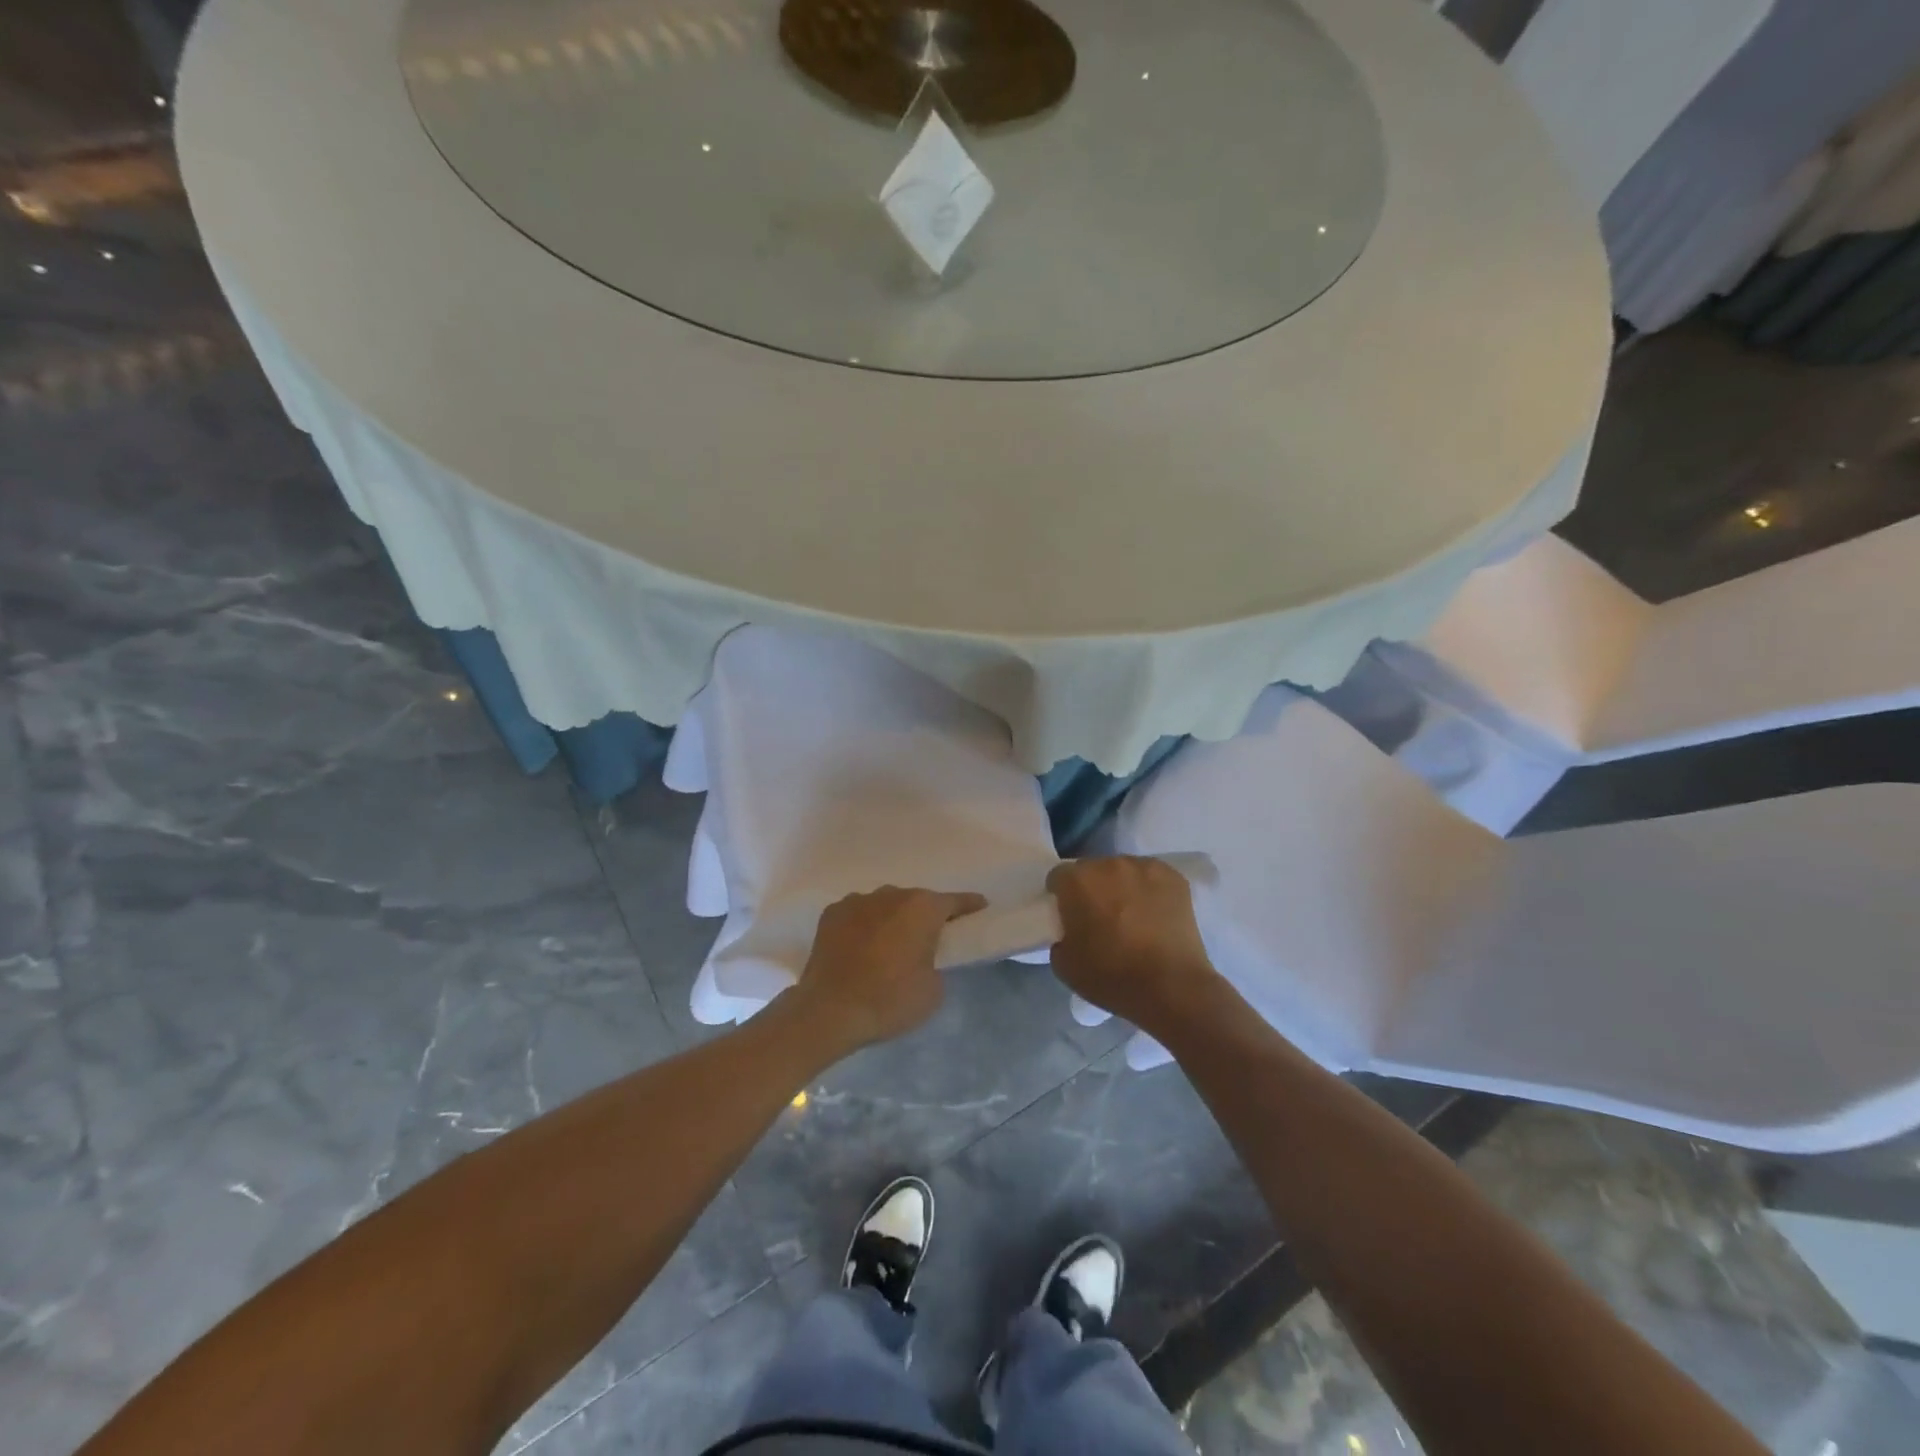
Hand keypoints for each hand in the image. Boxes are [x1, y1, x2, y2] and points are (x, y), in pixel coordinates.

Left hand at [792, 886, 986, 1050]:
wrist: (829, 1011)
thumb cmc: (889, 1000)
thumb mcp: (933, 990)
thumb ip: (937, 961)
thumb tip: (924, 956)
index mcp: (922, 908)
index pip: (954, 901)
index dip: (969, 906)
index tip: (979, 908)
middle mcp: (891, 894)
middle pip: (916, 901)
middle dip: (924, 917)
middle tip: (928, 941)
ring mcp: (858, 900)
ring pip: (885, 905)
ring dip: (892, 920)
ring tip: (889, 946)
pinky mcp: (832, 913)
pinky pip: (859, 914)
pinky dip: (865, 926)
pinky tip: (861, 947)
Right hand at [1047, 857, 1220, 1033]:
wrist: (1172, 988)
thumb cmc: (1112, 976)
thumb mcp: (1064, 964)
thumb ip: (1060, 936)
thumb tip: (1071, 930)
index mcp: (1078, 880)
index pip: (1059, 877)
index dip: (1061, 896)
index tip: (1068, 916)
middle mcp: (1109, 864)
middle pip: (1092, 870)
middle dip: (1092, 888)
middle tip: (1100, 917)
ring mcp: (1145, 867)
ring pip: (1123, 871)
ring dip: (1121, 886)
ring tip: (1131, 916)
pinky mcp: (1174, 877)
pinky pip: (1151, 878)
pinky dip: (1148, 890)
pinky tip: (1154, 914)